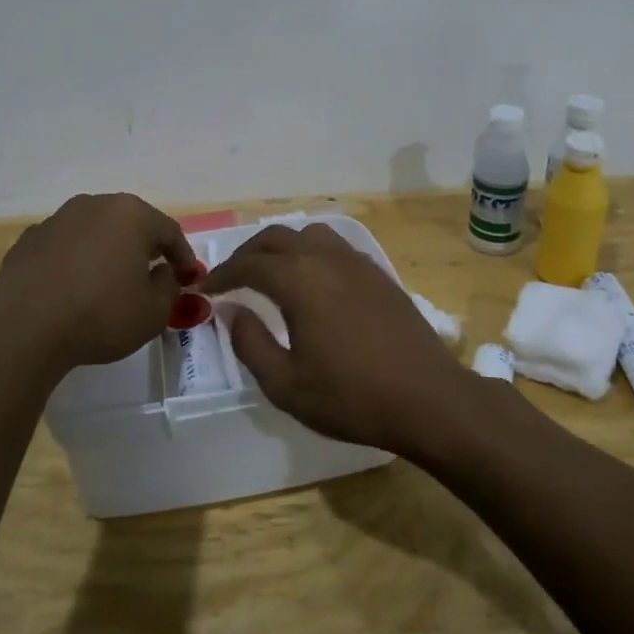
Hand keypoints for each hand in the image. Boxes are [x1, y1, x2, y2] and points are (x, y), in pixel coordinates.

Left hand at [0, 193, 195, 370]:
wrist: (25, 328)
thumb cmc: (101, 315)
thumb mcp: (153, 312)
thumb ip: (169, 287)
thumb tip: (162, 272)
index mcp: (131, 215)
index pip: (169, 231)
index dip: (183, 255)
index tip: (188, 276)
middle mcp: (94, 205)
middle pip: (130, 223)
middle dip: (144, 246)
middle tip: (153, 271)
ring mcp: (58, 219)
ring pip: (94, 230)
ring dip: (107, 249)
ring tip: (110, 278)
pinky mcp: (29, 238)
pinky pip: (65, 245)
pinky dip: (75, 259)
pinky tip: (73, 286)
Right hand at [200, 223, 471, 456]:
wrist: (428, 399)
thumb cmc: (352, 396)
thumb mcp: (286, 384)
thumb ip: (251, 344)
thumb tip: (232, 312)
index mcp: (298, 280)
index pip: (248, 265)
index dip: (221, 275)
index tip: (204, 288)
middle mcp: (325, 258)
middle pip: (276, 238)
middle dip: (247, 254)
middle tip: (231, 278)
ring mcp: (356, 262)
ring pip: (308, 234)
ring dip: (282, 247)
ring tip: (270, 273)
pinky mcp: (379, 274)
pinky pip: (335, 247)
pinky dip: (311, 253)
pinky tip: (313, 281)